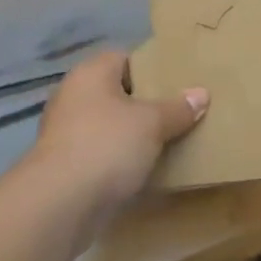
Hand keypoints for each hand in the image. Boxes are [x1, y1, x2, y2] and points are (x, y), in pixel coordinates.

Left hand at [30, 50, 207, 218]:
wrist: (59, 203)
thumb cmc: (107, 146)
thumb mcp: (152, 123)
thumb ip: (177, 108)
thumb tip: (201, 93)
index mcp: (91, 73)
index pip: (124, 58)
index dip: (151, 69)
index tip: (176, 85)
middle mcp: (73, 94)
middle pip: (116, 92)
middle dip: (144, 105)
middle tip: (177, 115)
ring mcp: (64, 130)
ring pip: (107, 124)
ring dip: (130, 135)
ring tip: (165, 144)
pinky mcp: (63, 163)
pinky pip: (98, 152)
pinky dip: (117, 159)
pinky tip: (140, 171)